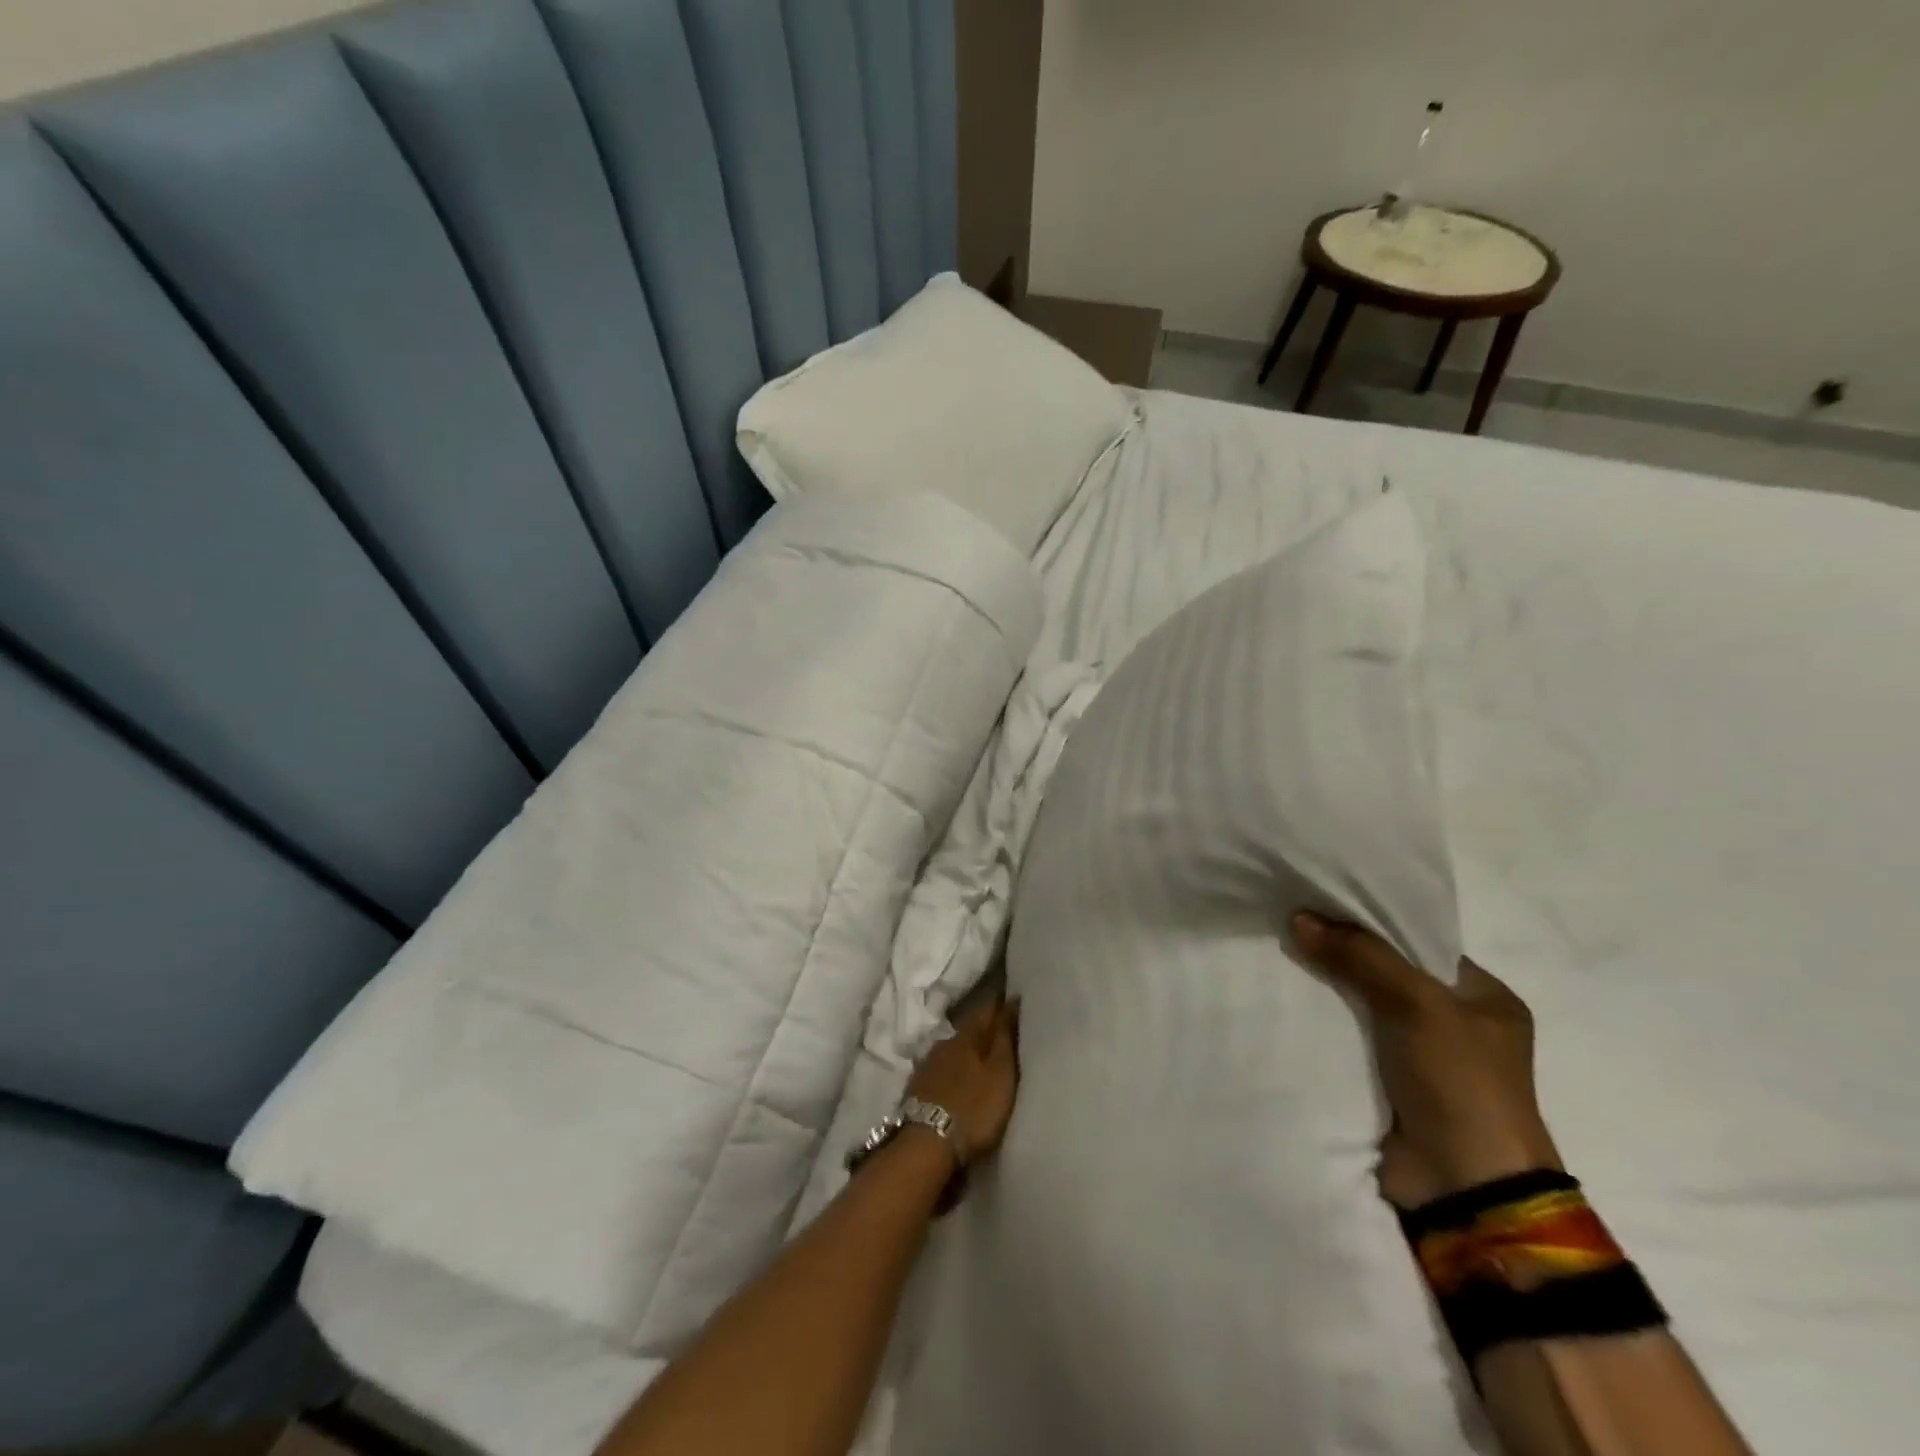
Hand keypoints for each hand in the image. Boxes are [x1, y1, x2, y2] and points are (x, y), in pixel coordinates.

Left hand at [905, 994, 1021, 1168]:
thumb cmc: (973, 1107)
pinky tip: (960, 1078)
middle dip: (984, 1027)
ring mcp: (928, 1065)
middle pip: (968, 1029)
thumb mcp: (1000, 1073)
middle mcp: (945, 1043)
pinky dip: (955, 1069)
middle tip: (1003, 1028)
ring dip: (968, 1050)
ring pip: (954, 1049)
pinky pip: (943, 1068)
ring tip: (984, 1057)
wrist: (926, 1145)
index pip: (986, 1009)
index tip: (1012, 996)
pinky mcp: (919, 1088)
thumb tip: (1012, 998)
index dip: (1000, 1003)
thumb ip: (1005, 1037)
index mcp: (966, 1036)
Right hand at [1291, 912, 1561, 1207]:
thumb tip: (1299, 918)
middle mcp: (1455, 1023)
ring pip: (1362, 1007)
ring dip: (1327, 990)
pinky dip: (1322, 1026)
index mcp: (1485, 998)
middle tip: (1292, 927)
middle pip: (1386, 973)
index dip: (1371, 923)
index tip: (1320, 904)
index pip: (1419, 943)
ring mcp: (1420, 1058)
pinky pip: (1348, 1041)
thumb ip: (1360, 956)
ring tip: (1278, 956)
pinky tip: (1285, 1001)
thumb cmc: (1460, 1081)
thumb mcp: (1417, 1002)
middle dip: (1342, 954)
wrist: (1464, 1186)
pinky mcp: (1387, 1085)